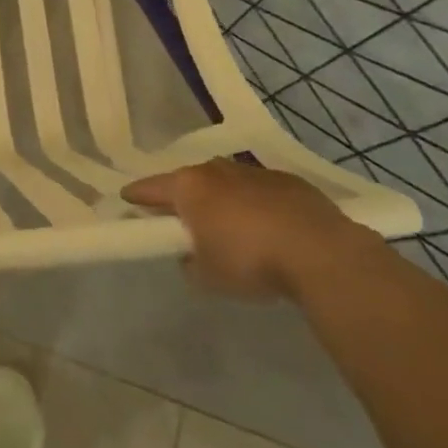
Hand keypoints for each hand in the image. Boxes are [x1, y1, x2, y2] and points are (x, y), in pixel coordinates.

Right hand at [124, 159, 369, 299]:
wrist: (321, 252)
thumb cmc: (250, 261)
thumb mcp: (207, 276)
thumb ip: (190, 263)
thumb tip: (192, 257)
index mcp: (189, 187)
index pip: (150, 188)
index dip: (137, 197)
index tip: (127, 201)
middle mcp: (217, 170)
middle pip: (190, 181)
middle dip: (184, 198)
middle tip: (183, 220)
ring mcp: (255, 172)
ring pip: (227, 183)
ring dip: (223, 200)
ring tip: (230, 227)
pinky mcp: (289, 181)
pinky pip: (260, 191)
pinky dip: (256, 205)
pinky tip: (267, 228)